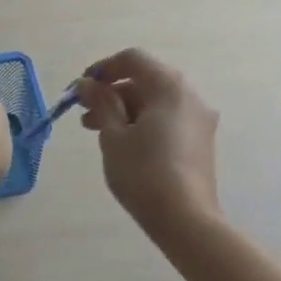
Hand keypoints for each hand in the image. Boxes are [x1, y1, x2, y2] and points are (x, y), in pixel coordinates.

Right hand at [75, 49, 219, 236]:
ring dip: (125, 109)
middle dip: (112, 93)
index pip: (133, 59)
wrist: (186, 220)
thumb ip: (100, 103)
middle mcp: (190, 95)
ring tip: (98, 132)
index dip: (102, 69)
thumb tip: (87, 84)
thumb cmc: (144, 173)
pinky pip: (167, 118)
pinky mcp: (200, 140)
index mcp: (169, 87)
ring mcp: (199, 119)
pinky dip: (143, 122)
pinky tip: (124, 144)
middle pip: (145, 80)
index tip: (80, 89)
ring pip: (155, 101)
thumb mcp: (113, 136)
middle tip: (84, 115)